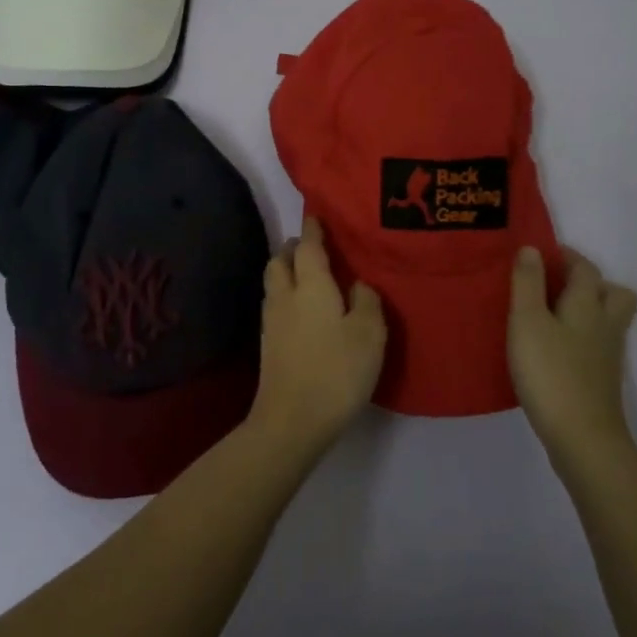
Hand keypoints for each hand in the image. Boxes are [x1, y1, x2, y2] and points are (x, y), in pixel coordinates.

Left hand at [253, 217, 386, 455]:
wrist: (291, 420)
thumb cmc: (336, 371)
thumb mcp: (369, 334)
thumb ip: (367, 301)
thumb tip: (358, 284)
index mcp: (311, 285)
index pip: (309, 246)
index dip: (313, 228)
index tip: (317, 215)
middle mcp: (285, 295)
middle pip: (281, 260)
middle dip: (294, 248)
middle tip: (313, 247)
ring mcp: (271, 321)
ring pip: (274, 282)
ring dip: (287, 271)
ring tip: (309, 275)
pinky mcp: (268, 344)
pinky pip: (275, 304)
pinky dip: (287, 295)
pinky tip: (303, 309)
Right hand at [508, 245, 636, 464]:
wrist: (583, 437)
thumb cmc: (550, 372)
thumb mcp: (527, 321)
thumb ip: (528, 283)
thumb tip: (532, 249)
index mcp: (587, 304)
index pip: (585, 268)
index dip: (566, 256)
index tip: (541, 254)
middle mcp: (605, 324)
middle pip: (613, 292)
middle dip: (590, 282)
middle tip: (556, 285)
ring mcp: (608, 355)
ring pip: (608, 320)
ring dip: (588, 309)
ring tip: (554, 314)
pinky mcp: (602, 379)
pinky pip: (598, 344)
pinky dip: (582, 337)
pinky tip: (556, 348)